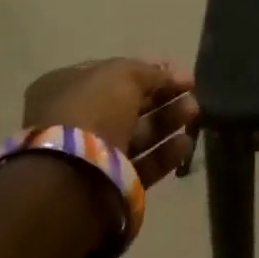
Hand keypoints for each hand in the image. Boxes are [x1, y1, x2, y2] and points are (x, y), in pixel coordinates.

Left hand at [22, 58, 198, 186]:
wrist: (73, 177)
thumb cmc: (91, 112)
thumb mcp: (122, 75)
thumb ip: (149, 72)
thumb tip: (168, 74)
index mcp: (65, 88)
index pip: (111, 75)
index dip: (146, 72)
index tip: (176, 74)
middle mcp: (74, 121)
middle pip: (127, 105)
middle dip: (162, 98)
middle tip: (191, 94)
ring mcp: (90, 155)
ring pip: (137, 135)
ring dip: (167, 122)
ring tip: (194, 114)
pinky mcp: (108, 185)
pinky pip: (141, 165)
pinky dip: (164, 154)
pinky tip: (185, 144)